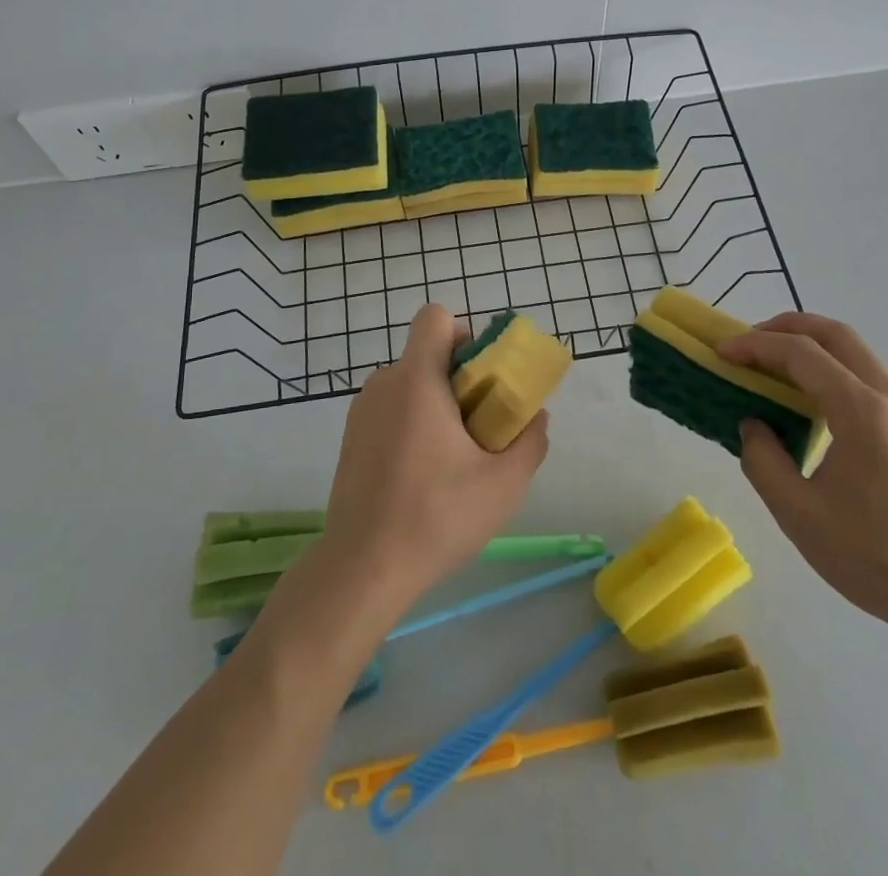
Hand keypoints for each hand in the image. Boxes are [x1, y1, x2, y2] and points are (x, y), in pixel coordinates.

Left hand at [320, 304, 549, 614]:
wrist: (362, 568)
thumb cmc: (436, 517)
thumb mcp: (503, 484)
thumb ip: (529, 442)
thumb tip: (536, 416)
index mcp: (417, 380)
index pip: (435, 318)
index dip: (464, 334)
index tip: (482, 375)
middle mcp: (384, 383)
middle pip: (427, 355)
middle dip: (458, 379)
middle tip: (480, 425)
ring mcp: (362, 411)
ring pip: (410, 385)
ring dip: (435, 404)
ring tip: (452, 459)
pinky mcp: (351, 437)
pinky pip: (391, 409)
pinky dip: (412, 424)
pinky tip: (422, 475)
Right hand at [722, 313, 887, 639]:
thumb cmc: (875, 557)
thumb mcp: (799, 514)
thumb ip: (763, 460)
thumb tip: (753, 424)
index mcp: (861, 412)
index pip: (801, 353)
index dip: (756, 345)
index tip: (722, 352)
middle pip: (836, 334)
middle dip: (786, 327)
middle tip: (749, 344)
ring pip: (855, 353)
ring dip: (810, 347)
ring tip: (771, 370)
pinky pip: (866, 378)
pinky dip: (830, 371)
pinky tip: (808, 404)